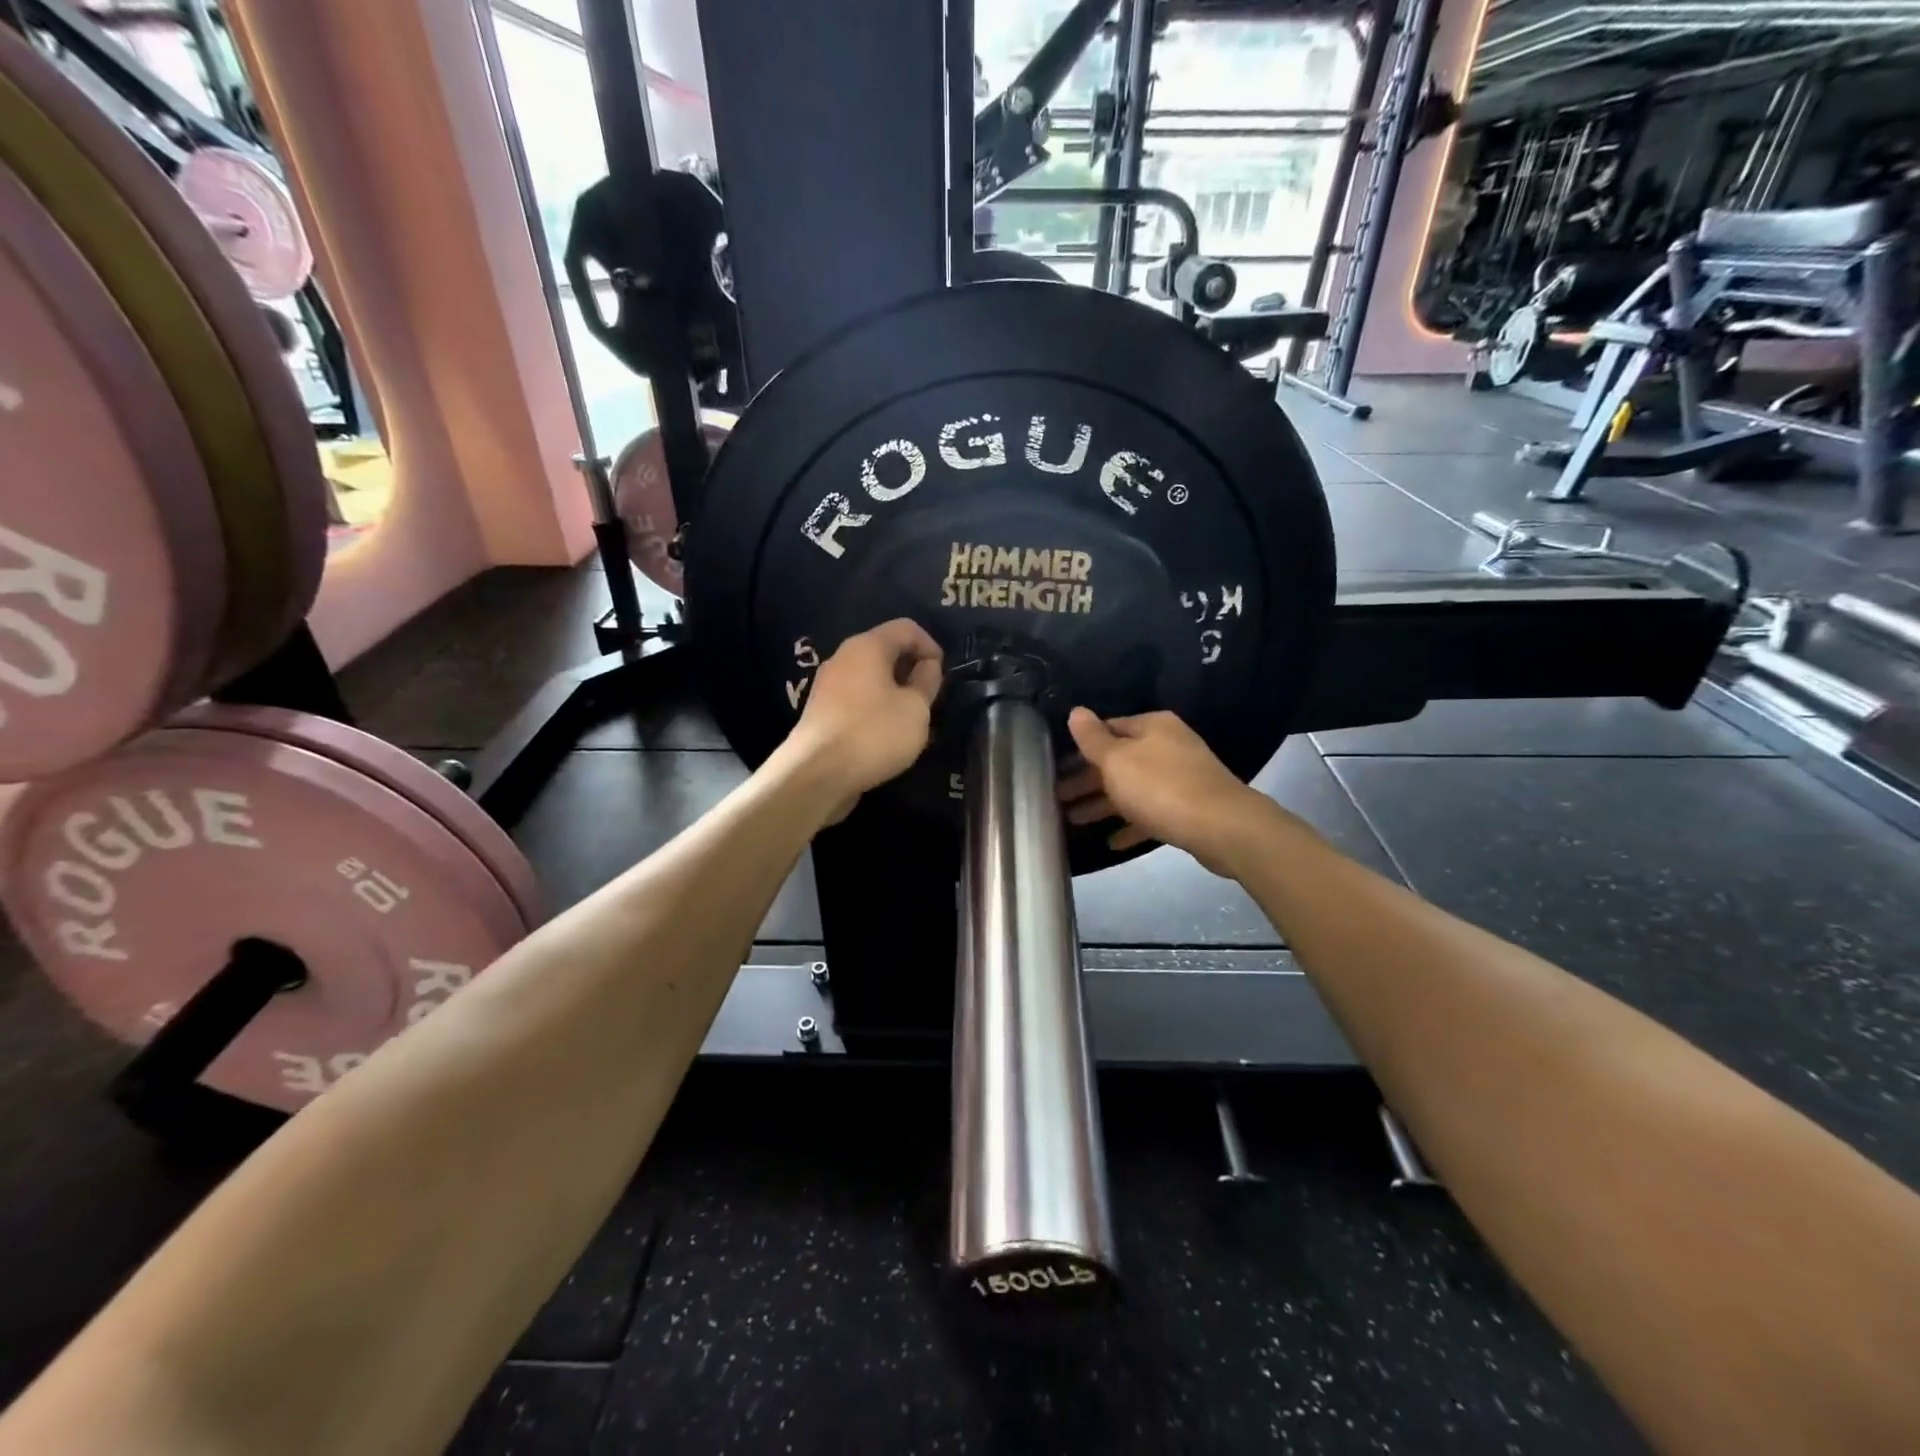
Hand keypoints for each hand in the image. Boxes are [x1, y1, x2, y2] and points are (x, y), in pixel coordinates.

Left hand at [784, 619, 942, 821]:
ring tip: (912, 722)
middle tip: (930, 700)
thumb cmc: (873, 733)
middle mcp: (843, 658)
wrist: (816, 774)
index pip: (906, 628)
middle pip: (886, 652)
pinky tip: (886, 737)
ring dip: (895, 694)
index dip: (931, 646)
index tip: (943, 676)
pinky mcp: (822, 713)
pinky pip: (857, 701)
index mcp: (867, 646)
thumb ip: (926, 682)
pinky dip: (876, 710)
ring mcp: (828, 686)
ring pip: (871, 679)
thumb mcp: (915, 708)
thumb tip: (927, 665)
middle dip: (912, 671)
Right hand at [1056, 708, 1269, 876]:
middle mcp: (1167, 746)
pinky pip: (1151, 813)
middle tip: (1057, 798)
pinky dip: (1131, 824)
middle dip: (1087, 780)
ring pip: (1132, 788)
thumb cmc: (1161, 787)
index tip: (1056, 766)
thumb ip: (1093, 738)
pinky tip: (1111, 841)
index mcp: (1152, 727)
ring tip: (1072, 820)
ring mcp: (1181, 778)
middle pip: (1118, 761)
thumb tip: (1076, 711)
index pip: (1107, 729)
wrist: (1223, 827)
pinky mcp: (1188, 809)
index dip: (1080, 747)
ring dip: (1102, 803)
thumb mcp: (1117, 760)